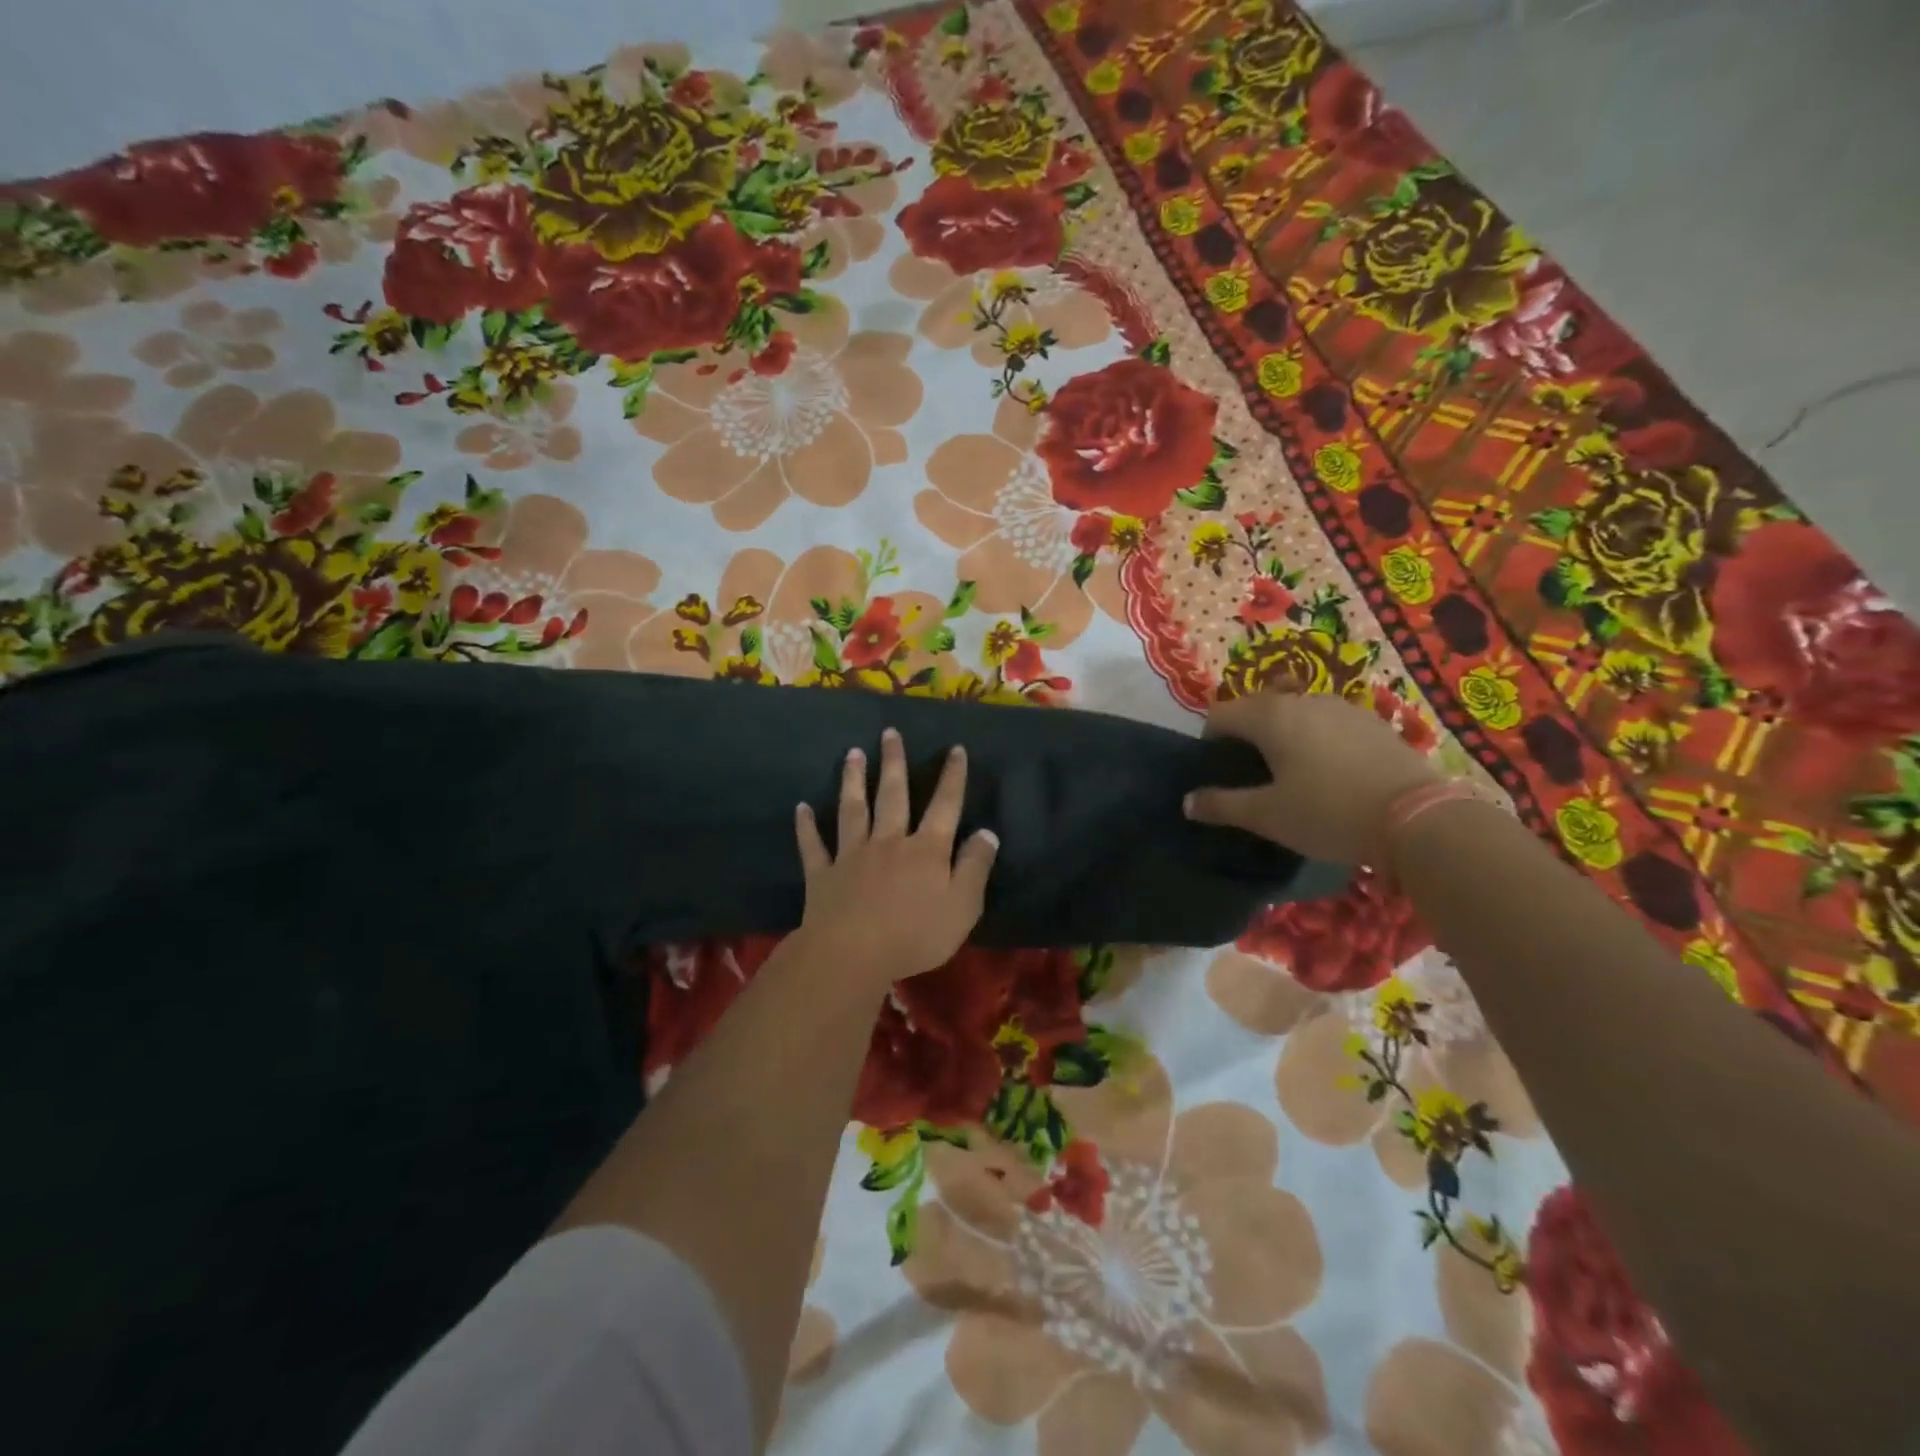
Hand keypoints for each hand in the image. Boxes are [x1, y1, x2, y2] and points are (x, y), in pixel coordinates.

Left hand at [794, 727, 998, 987]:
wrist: (853, 954)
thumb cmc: (915, 934)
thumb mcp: (963, 906)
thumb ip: (975, 867)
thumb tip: (987, 832)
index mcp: (926, 849)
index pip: (944, 805)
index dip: (952, 777)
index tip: (955, 749)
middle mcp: (889, 841)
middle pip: (892, 795)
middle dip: (893, 763)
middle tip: (889, 733)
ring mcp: (852, 855)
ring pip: (853, 810)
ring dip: (852, 780)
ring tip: (852, 754)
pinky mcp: (823, 875)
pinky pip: (814, 846)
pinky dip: (807, 827)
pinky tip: (802, 808)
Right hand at [1183, 687, 1440, 864]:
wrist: (1418, 818)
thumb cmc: (1328, 813)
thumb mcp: (1267, 816)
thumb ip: (1222, 805)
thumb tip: (1187, 802)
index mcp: (1270, 716)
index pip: (1220, 714)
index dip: (1210, 741)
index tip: (1218, 772)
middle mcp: (1302, 700)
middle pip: (1257, 708)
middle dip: (1245, 736)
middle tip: (1250, 776)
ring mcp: (1342, 707)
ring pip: (1295, 713)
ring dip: (1282, 736)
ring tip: (1291, 775)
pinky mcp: (1373, 722)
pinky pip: (1328, 723)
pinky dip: (1316, 740)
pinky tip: (1331, 774)